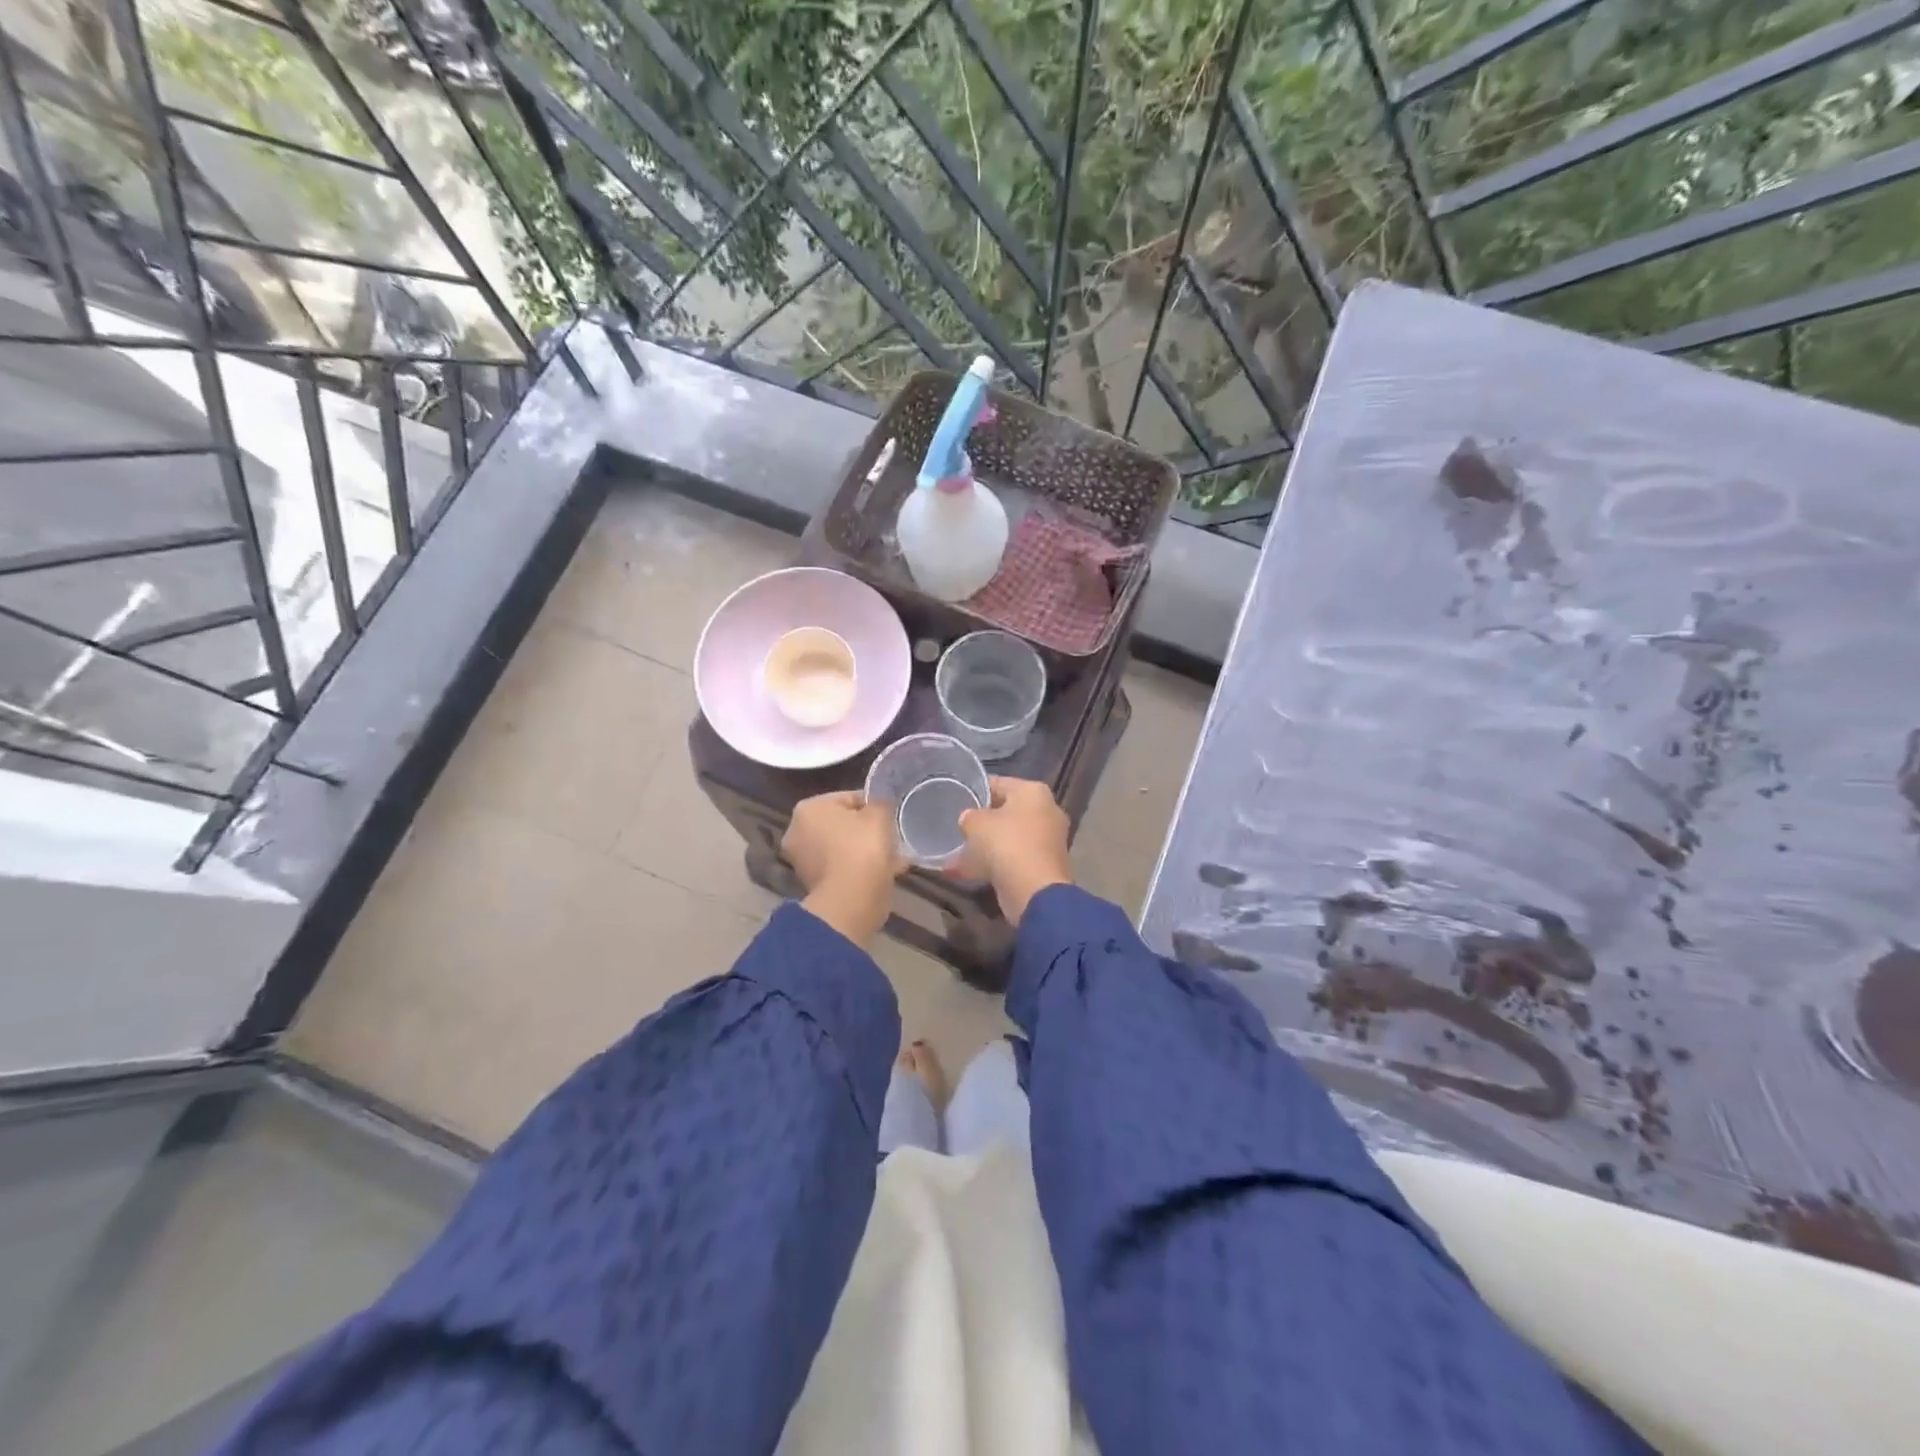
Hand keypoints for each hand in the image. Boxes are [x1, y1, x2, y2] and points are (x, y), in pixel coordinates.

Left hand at [784, 791, 904, 946]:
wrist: (850, 901)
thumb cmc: (862, 848)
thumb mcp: (880, 814)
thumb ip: (881, 802)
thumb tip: (881, 802)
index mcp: (809, 808)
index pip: (849, 798)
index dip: (874, 805)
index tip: (892, 816)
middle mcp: (798, 832)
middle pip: (843, 824)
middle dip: (868, 830)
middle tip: (893, 836)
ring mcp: (803, 861)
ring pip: (844, 848)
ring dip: (866, 850)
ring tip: (894, 856)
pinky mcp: (814, 885)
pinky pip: (843, 868)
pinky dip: (861, 868)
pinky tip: (886, 871)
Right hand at [958, 777, 1072, 925]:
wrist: (1034, 891)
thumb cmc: (1006, 844)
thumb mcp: (976, 823)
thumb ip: (969, 816)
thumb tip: (969, 819)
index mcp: (1033, 792)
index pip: (999, 783)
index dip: (976, 790)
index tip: (957, 799)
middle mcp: (1046, 811)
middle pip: (1007, 811)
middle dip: (983, 820)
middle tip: (958, 826)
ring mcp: (1048, 840)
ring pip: (1009, 837)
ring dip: (986, 845)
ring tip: (957, 852)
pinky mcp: (1043, 865)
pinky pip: (1012, 858)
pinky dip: (992, 864)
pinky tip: (966, 872)